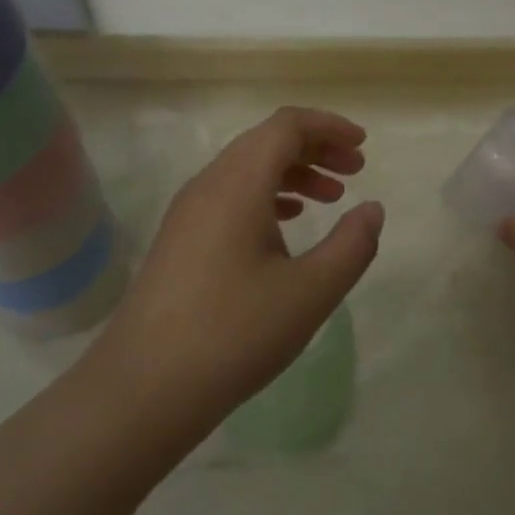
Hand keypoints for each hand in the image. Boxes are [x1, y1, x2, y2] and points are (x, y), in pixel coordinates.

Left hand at [87, 107, 382, 450]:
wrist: (142, 389)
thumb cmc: (233, 334)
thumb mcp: (310, 293)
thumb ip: (351, 246)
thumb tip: (372, 209)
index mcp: (238, 183)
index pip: (286, 125)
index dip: (328, 127)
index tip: (362, 146)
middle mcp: (209, 184)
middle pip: (266, 141)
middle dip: (315, 148)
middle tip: (354, 171)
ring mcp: (188, 211)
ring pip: (248, 169)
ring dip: (292, 173)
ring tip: (330, 198)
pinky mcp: (180, 238)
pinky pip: (230, 195)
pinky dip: (267, 196)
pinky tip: (286, 226)